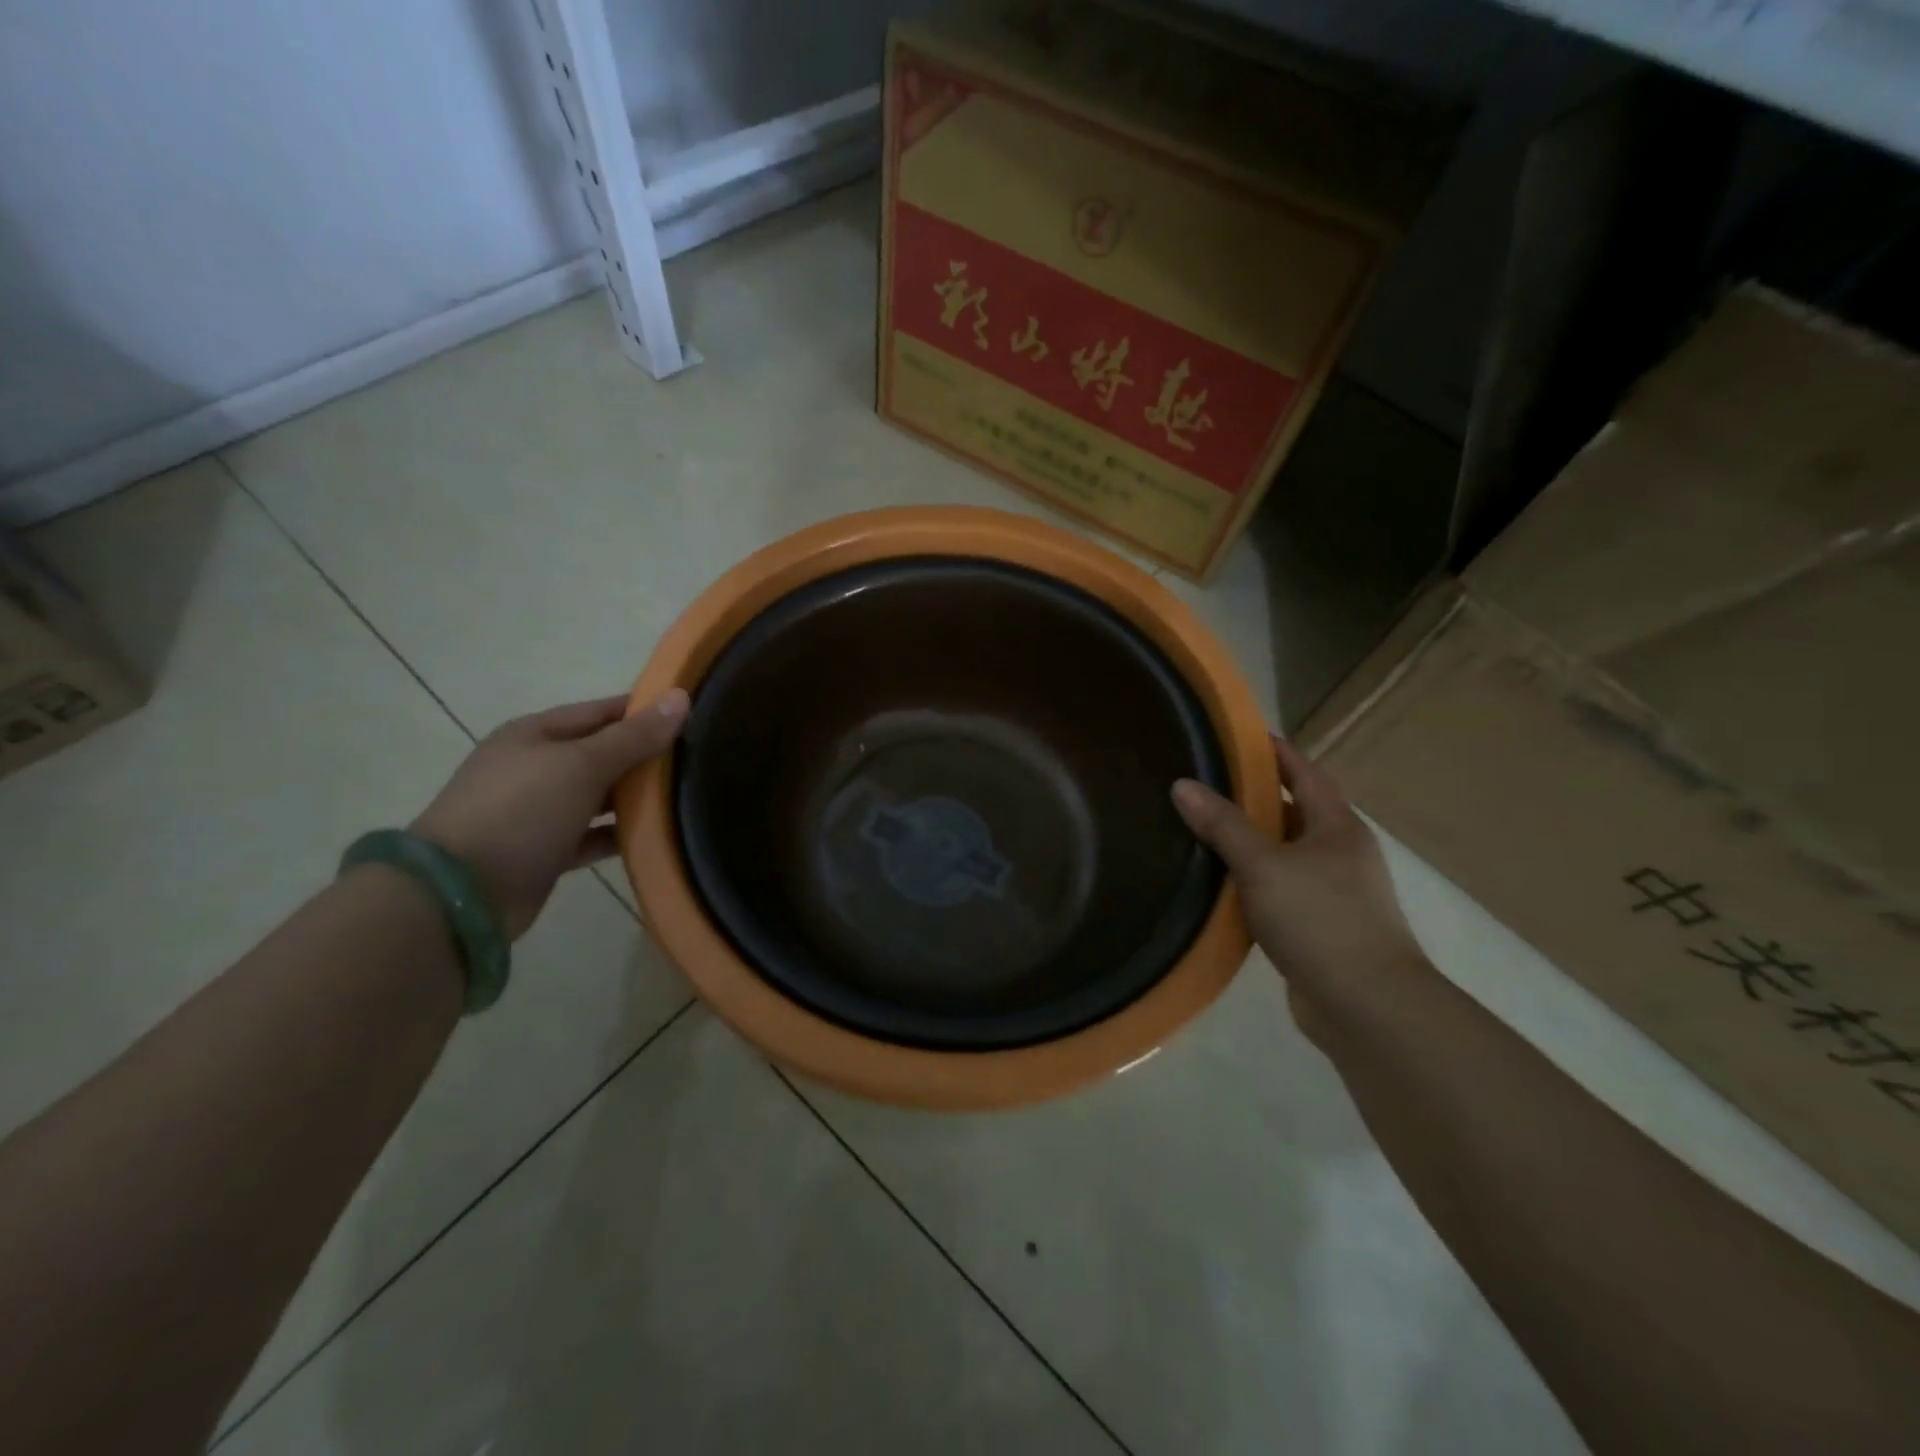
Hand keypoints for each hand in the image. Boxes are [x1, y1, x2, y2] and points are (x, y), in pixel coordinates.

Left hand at [411, 690, 688, 937]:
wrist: (460, 894)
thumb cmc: (522, 811)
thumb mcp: (583, 764)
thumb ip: (635, 736)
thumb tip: (681, 697)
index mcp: (538, 734)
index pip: (603, 712)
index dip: (646, 711)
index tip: (694, 716)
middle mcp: (536, 767)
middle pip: (602, 753)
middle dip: (647, 756)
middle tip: (700, 760)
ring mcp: (538, 811)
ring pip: (599, 796)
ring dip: (636, 798)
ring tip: (688, 798)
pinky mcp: (545, 852)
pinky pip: (592, 836)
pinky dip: (619, 836)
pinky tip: (656, 838)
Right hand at [1172, 736, 1426, 1028]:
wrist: (1367, 1004)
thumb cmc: (1319, 919)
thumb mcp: (1263, 865)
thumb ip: (1223, 825)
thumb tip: (1182, 784)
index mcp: (1337, 826)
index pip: (1304, 772)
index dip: (1274, 752)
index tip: (1238, 737)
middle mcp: (1341, 852)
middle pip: (1295, 812)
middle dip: (1254, 798)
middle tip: (1205, 786)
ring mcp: (1334, 891)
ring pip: (1285, 854)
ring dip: (1251, 843)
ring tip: (1203, 831)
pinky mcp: (1321, 926)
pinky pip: (1281, 889)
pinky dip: (1254, 881)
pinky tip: (1222, 887)